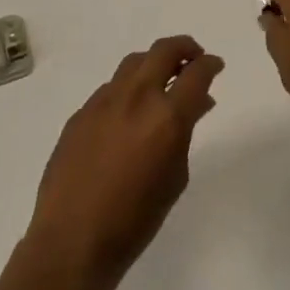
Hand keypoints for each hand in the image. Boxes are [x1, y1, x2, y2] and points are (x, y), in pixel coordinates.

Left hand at [24, 35, 224, 286]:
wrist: (73, 241)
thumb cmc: (135, 219)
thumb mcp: (175, 177)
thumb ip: (185, 132)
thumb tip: (196, 104)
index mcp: (166, 117)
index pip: (196, 73)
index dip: (210, 64)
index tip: (215, 65)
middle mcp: (136, 98)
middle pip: (164, 51)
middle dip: (185, 48)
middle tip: (193, 59)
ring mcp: (104, 101)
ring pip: (134, 62)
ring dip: (154, 63)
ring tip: (162, 80)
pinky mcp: (81, 113)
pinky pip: (111, 88)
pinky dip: (128, 89)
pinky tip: (129, 112)